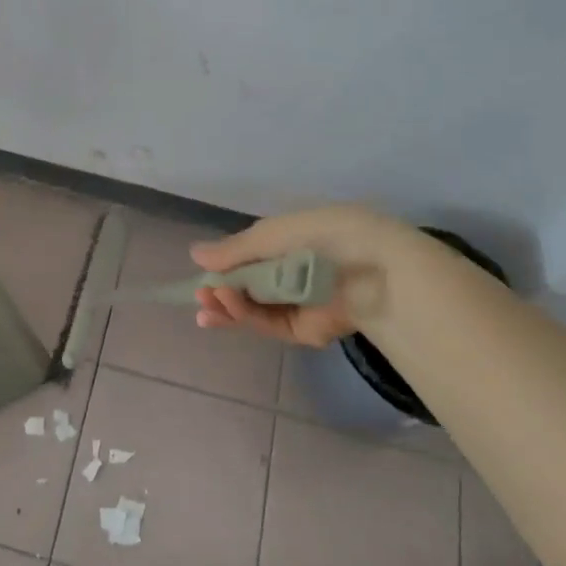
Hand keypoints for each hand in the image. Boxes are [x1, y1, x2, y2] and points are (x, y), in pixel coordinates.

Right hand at [189, 204, 413, 346]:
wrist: (372, 269)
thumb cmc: (321, 237)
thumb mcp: (270, 235)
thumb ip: (233, 250)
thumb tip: (194, 254)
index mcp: (290, 243)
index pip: (249, 257)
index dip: (224, 266)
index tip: (201, 274)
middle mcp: (292, 273)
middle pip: (248, 287)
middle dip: (220, 292)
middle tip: (198, 297)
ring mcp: (298, 303)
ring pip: (254, 309)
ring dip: (228, 306)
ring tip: (206, 304)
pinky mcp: (305, 330)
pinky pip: (269, 323)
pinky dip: (245, 316)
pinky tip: (227, 305)